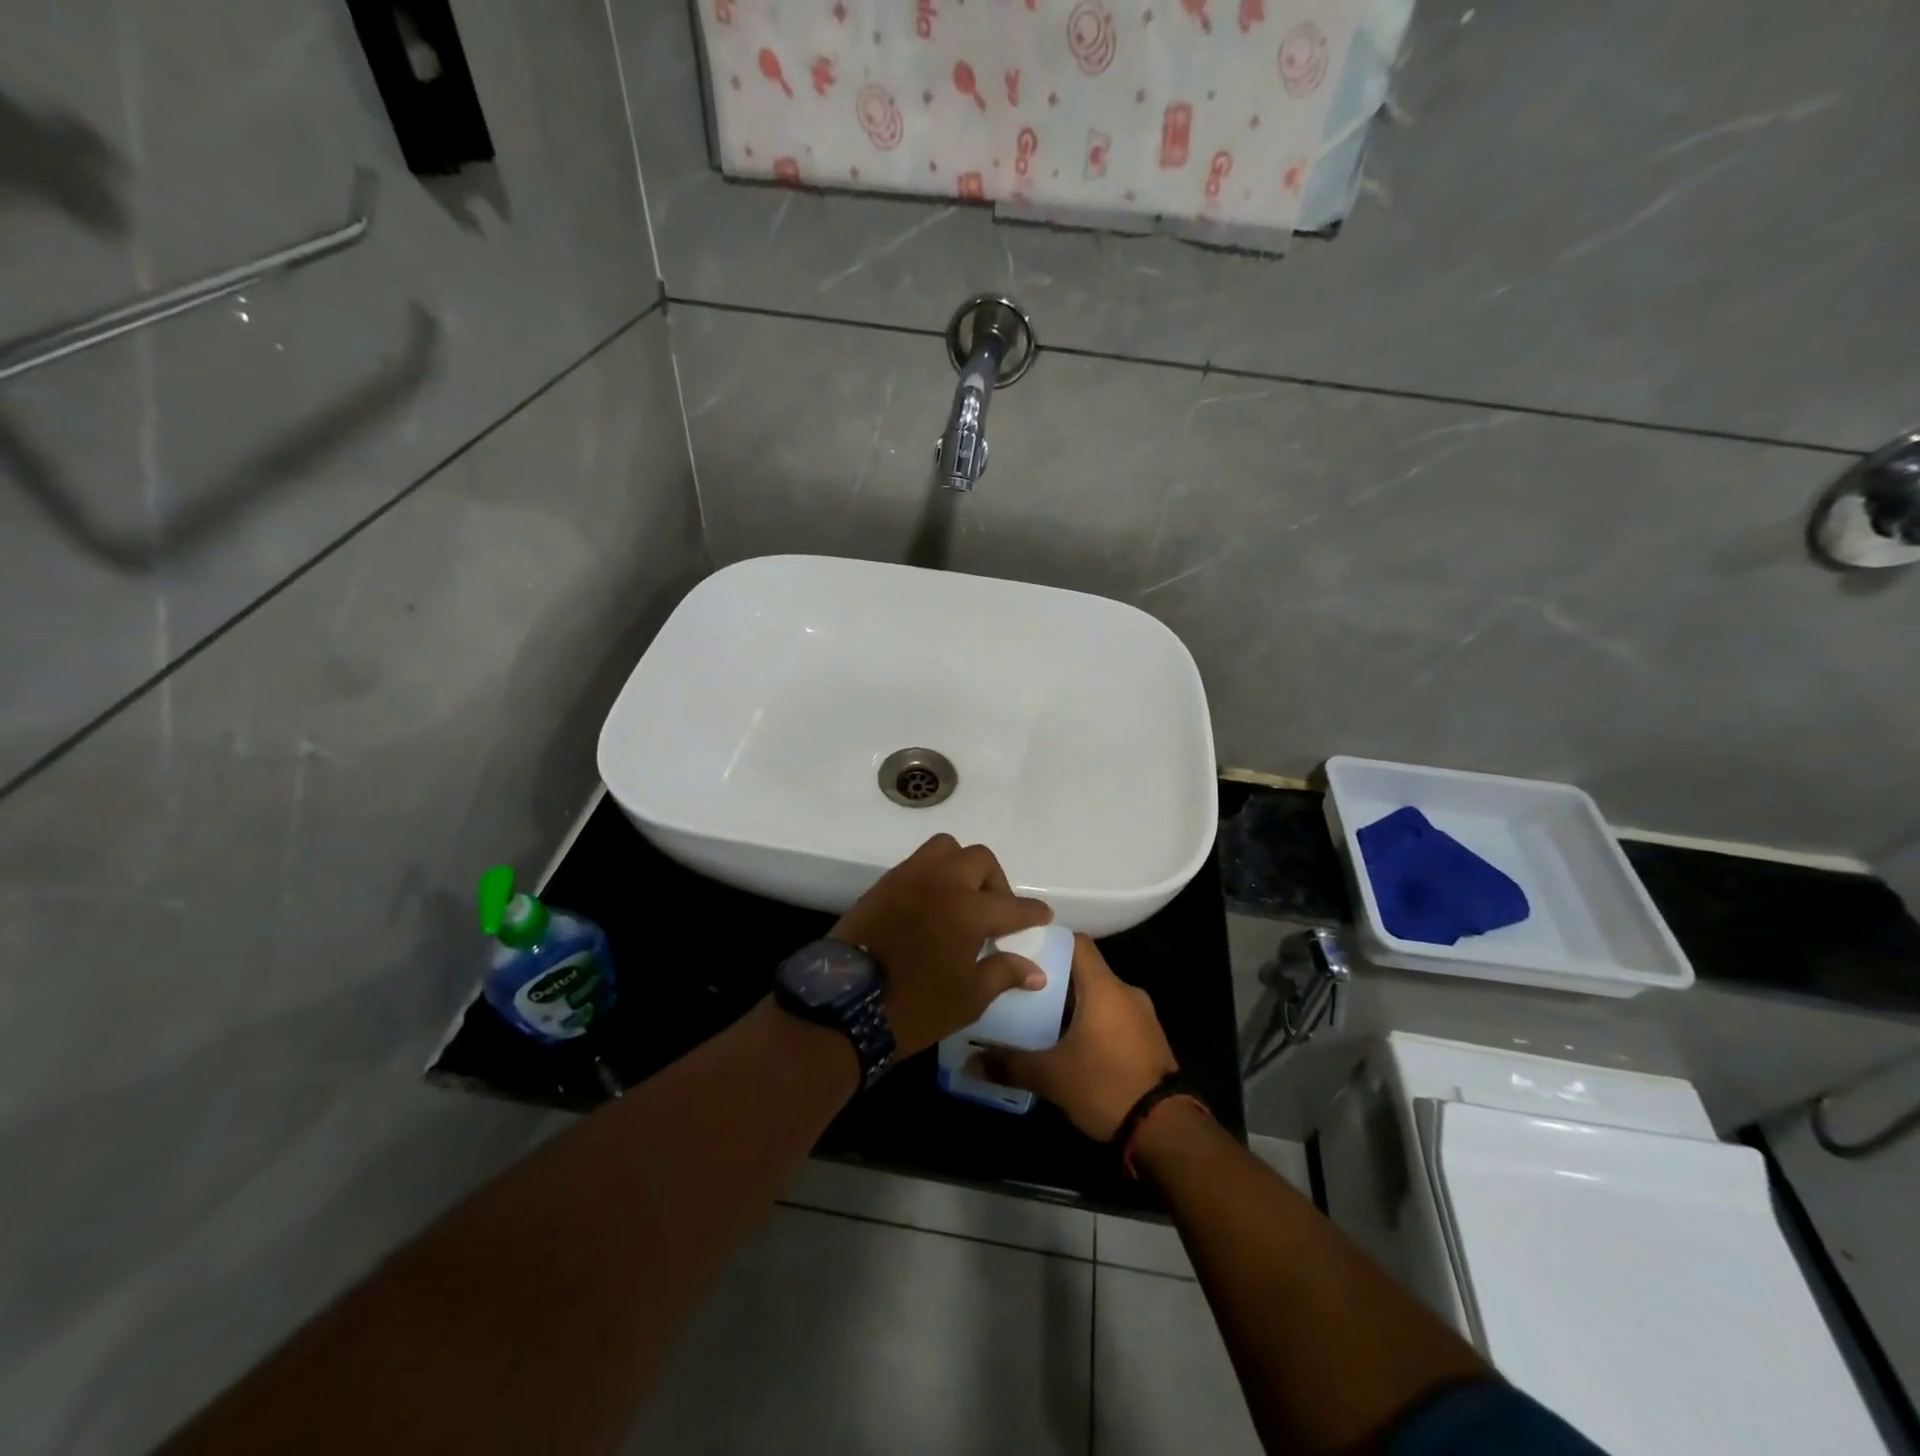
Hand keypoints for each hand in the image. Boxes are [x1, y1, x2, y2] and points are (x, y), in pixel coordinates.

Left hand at [831, 834, 1052, 1057]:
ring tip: (962, 897)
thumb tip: (1036, 971)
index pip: (1012, 905)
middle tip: (995, 911)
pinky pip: (917, 864)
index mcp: (969, 909)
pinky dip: (933, 875)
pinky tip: (932, 904)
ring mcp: (910, 878)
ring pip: (946, 849)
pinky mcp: (884, 884)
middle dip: (995, 881)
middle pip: (980, 860)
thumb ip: (1003, 973)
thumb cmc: (916, 1005)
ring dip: (961, 867)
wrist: (845, 1004)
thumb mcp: (968, 997)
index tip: (1042, 915)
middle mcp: (942, 882)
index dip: (1031, 911)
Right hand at [988, 936, 1177, 1140]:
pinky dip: (1092, 1022)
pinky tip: (1070, 1044)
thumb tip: (972, 1062)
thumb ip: (1010, 1064)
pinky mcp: (1149, 1039)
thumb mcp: (1051, 1076)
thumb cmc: (1105, 1085)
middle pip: (1085, 970)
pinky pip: (1114, 1016)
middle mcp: (1126, 992)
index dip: (1049, 942)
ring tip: (1040, 1019)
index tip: (1022, 951)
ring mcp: (1142, 1015)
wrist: (1166, 1130)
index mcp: (1104, 987)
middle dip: (1054, 979)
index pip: (1076, 942)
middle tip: (1021, 990)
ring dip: (1074, 1004)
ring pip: (1100, 996)